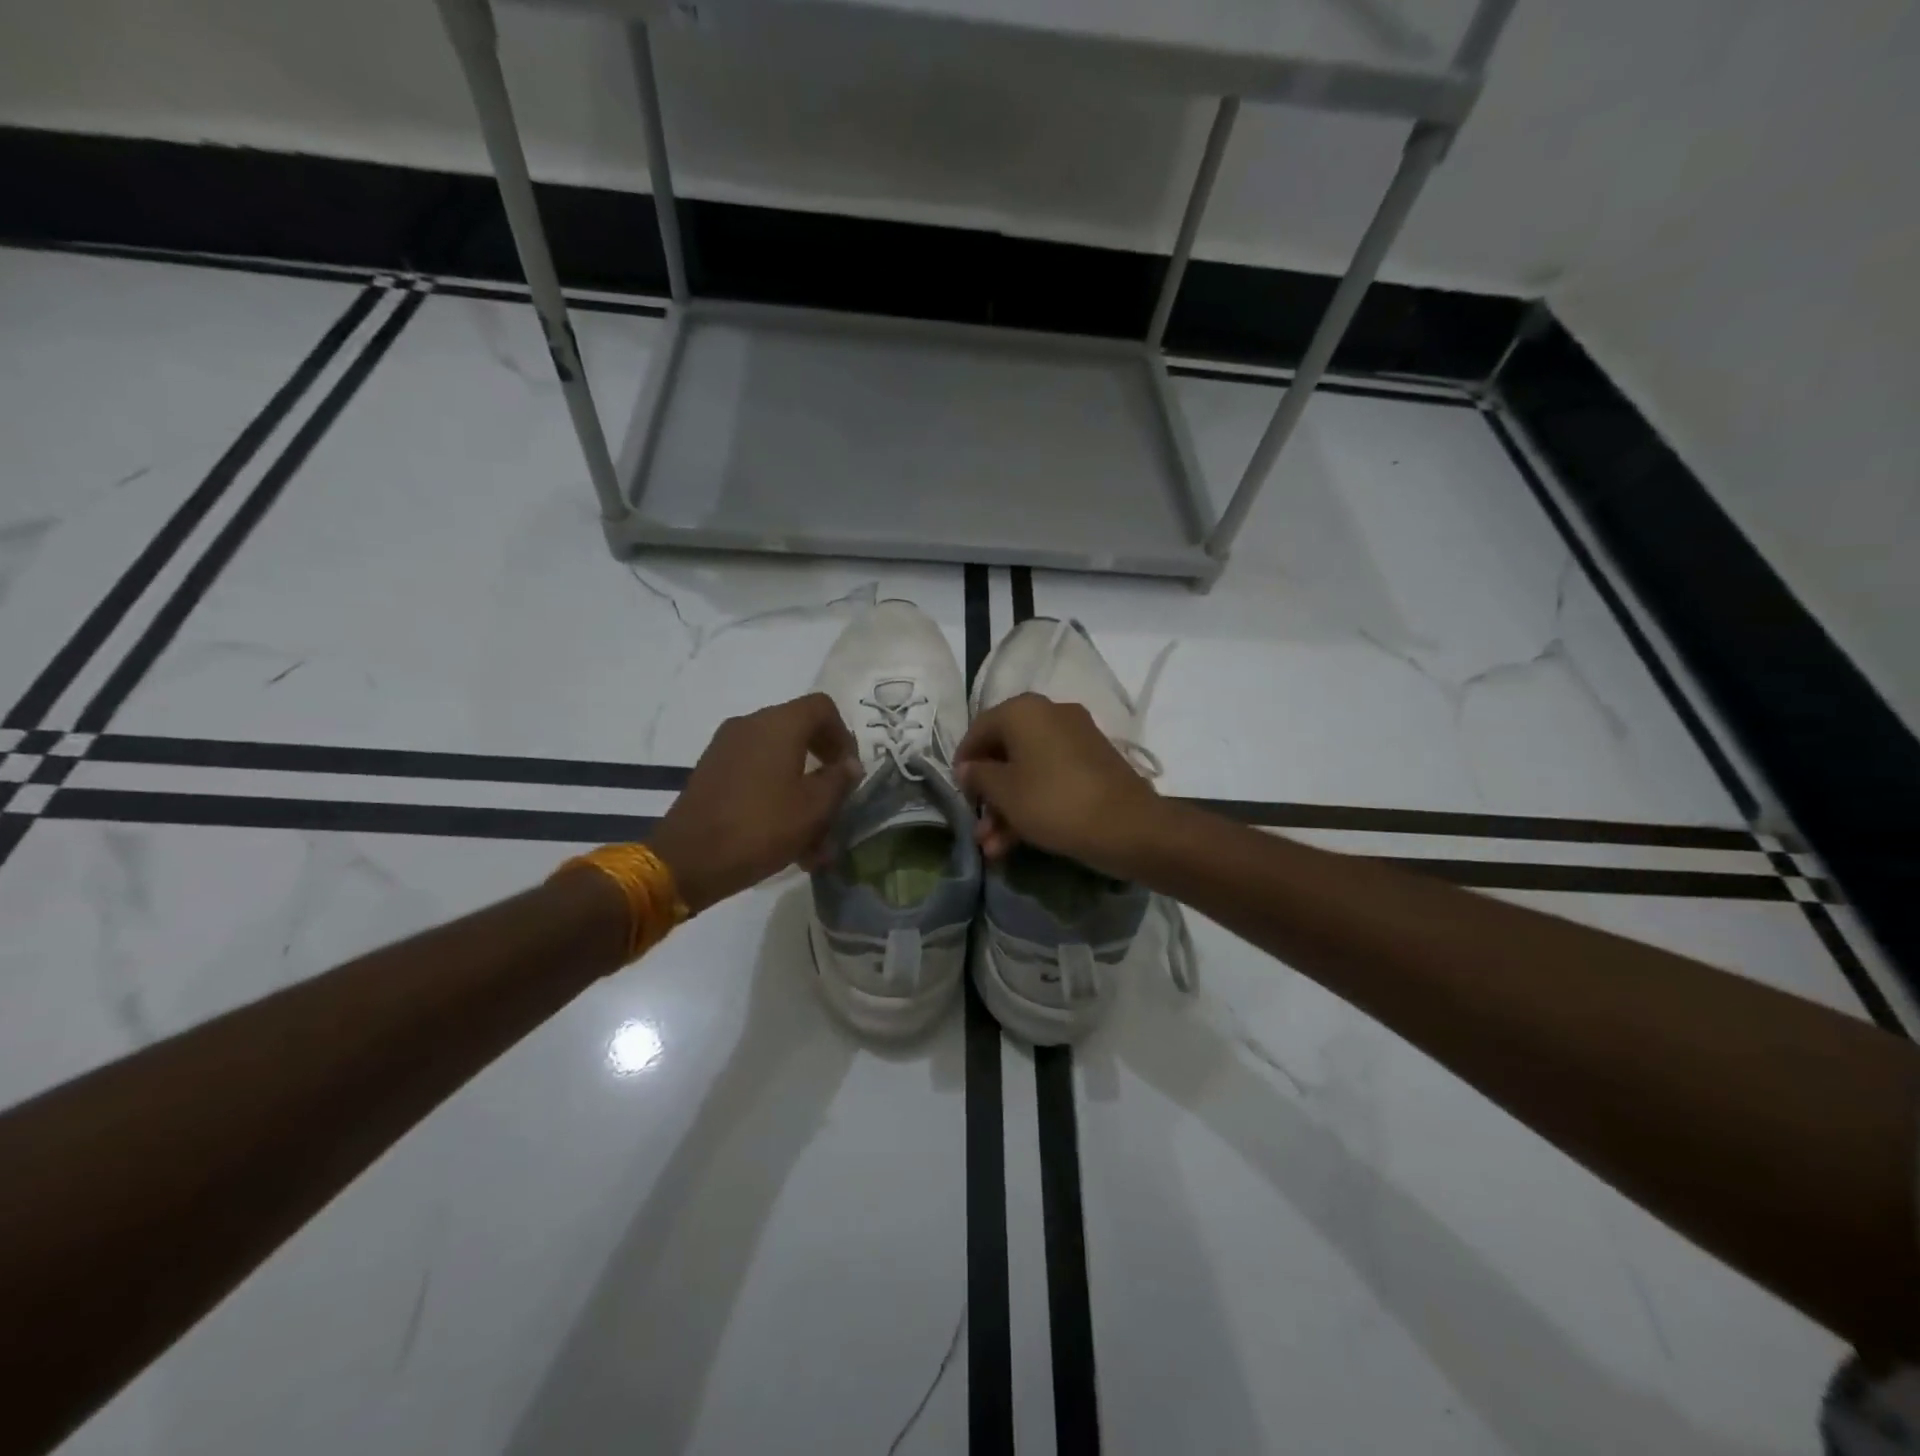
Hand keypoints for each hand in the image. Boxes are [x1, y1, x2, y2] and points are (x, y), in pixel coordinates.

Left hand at [649, 693, 860, 912]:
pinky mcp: (713, 772)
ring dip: (802, 792)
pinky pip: (756, 775)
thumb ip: (840, 780)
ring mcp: (727, 748)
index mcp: (779, 724)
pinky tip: (786, 839)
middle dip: (824, 769)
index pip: (822, 707)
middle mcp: (750, 725)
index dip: (844, 735)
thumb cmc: (761, 827)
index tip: (849, 771)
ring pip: (779, 761)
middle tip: (837, 802)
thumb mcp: (814, 807)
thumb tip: (850, 764)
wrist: (688, 860)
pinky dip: (776, 797)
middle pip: (800, 733)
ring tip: (815, 841)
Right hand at [954, 693, 1163, 875]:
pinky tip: (1017, 842)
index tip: (958, 793)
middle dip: (988, 795)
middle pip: (1005, 752)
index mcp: (1024, 710)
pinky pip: (1051, 778)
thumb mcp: (1005, 792)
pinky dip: (1033, 803)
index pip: (979, 728)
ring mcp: (1076, 738)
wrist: (1128, 826)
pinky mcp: (1093, 763)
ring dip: (1007, 808)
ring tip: (993, 848)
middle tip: (978, 827)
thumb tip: (967, 768)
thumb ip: (978, 776)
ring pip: (1028, 770)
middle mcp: (1050, 714)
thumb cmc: (1053, 802)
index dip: (963, 761)